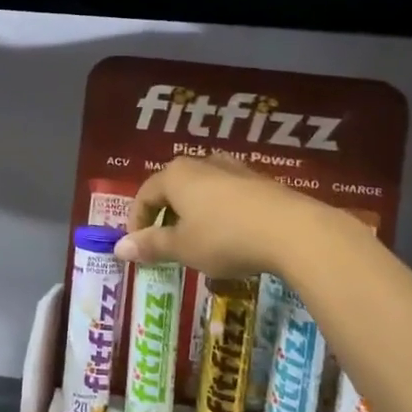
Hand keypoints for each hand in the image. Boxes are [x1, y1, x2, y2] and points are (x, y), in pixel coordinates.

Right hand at [116, 154, 327, 277]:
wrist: (293, 231)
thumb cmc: (225, 238)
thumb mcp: (183, 247)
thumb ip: (151, 245)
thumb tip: (118, 248)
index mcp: (176, 175)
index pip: (145, 194)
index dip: (136, 221)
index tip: (137, 247)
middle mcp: (203, 164)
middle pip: (173, 188)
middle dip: (165, 215)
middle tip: (166, 244)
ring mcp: (235, 169)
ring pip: (203, 190)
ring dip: (194, 214)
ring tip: (198, 241)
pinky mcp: (261, 182)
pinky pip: (229, 196)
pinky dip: (220, 214)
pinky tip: (231, 237)